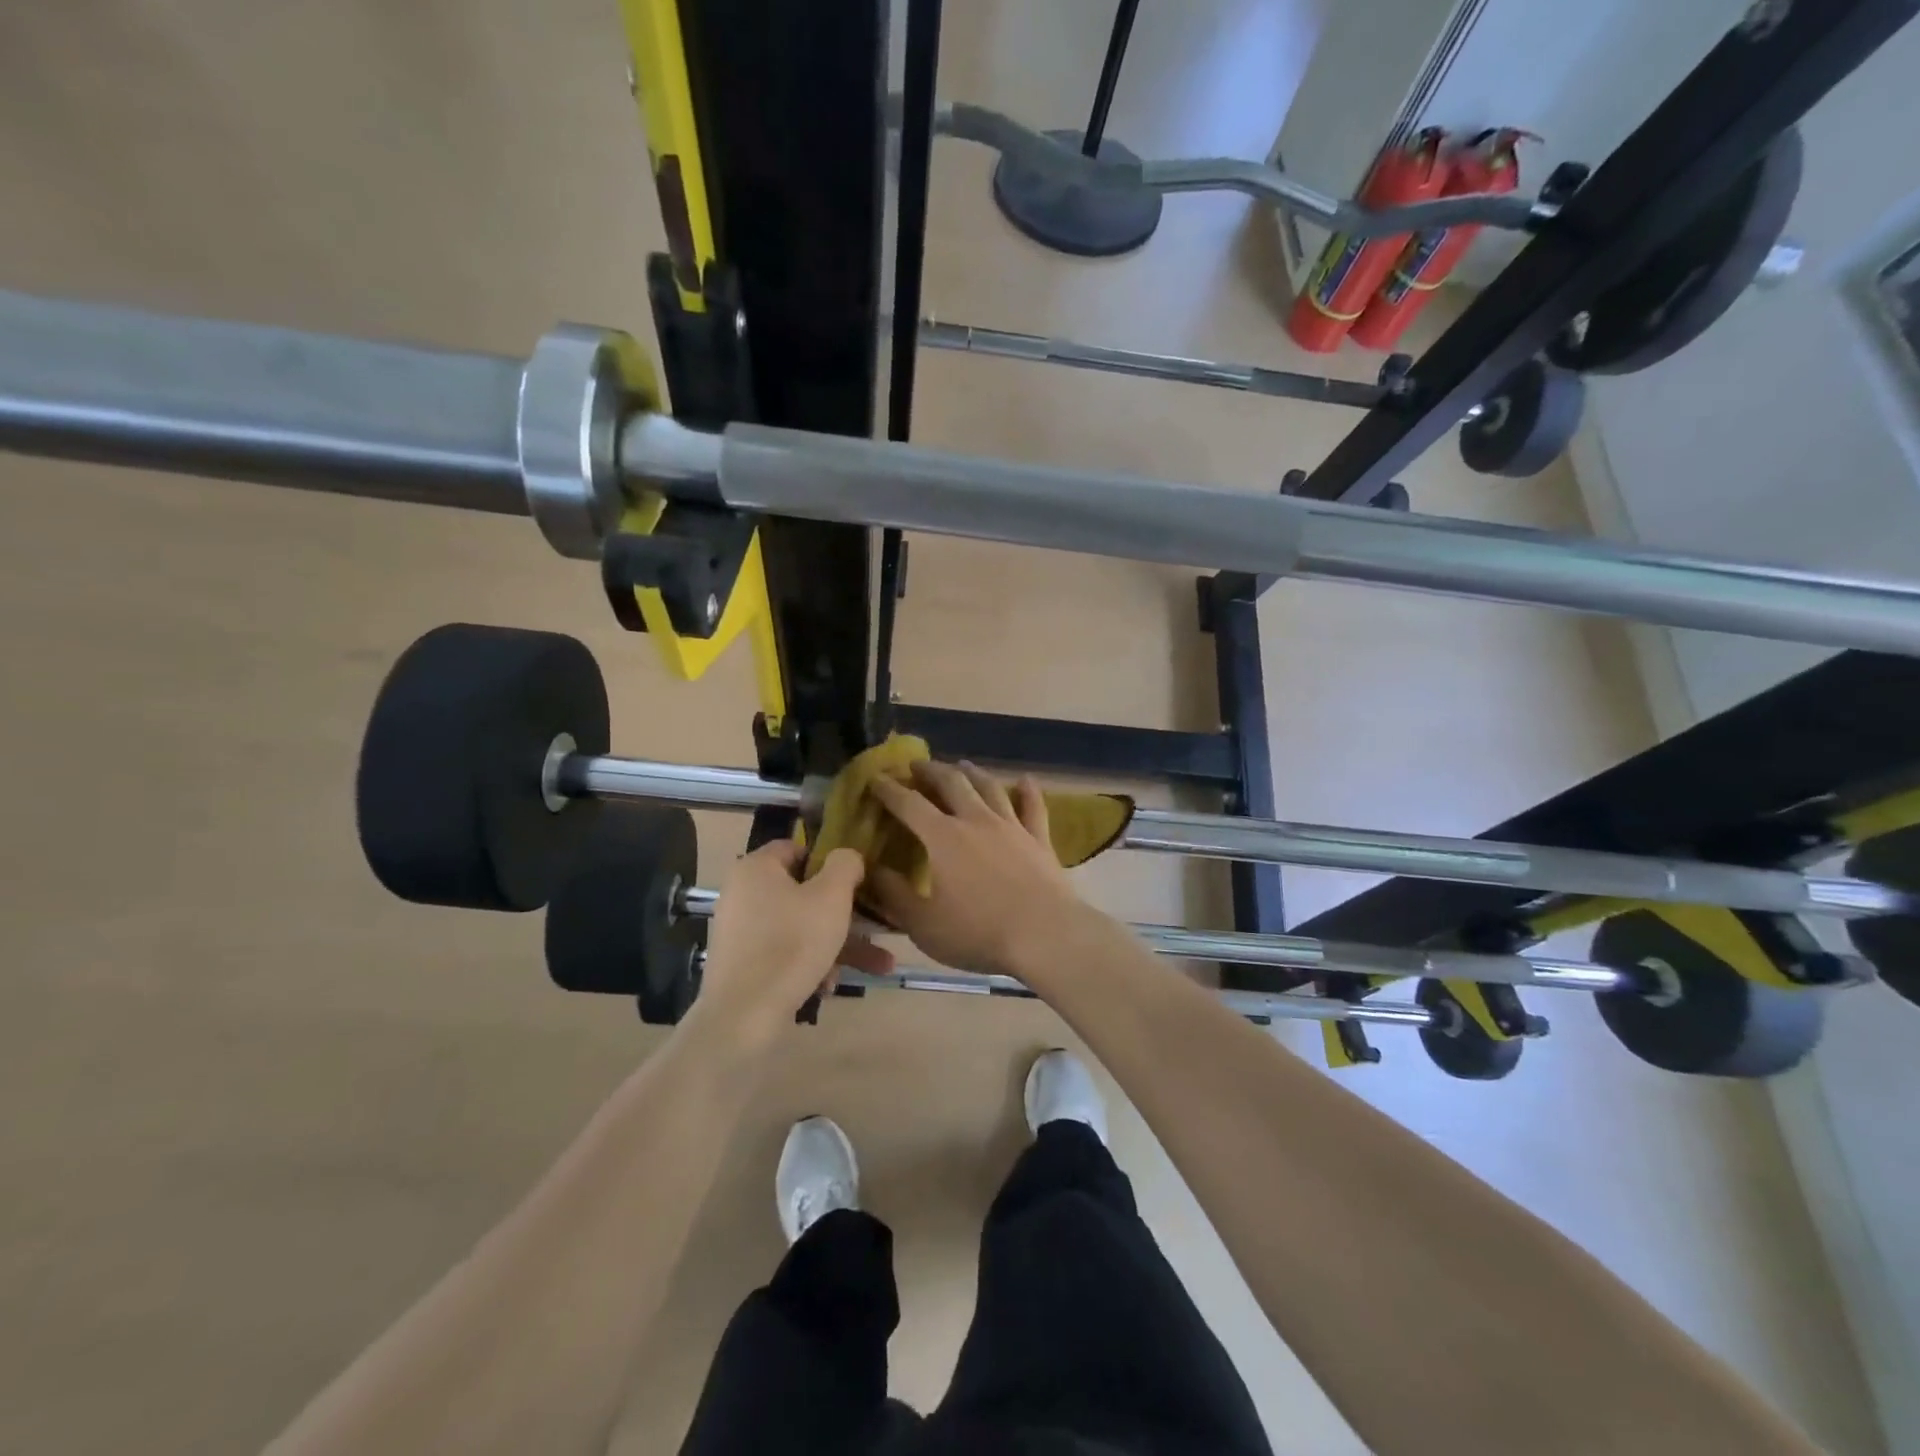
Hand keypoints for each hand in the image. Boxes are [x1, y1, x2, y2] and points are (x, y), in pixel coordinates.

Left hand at [695, 839, 891, 1047]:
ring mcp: (740, 930)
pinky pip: (784, 952)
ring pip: (800, 927)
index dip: (831, 861)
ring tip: (876, 967)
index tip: (858, 881)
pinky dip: (810, 963)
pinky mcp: (742, 963)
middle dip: (844, 913)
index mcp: (756, 868)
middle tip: (875, 927)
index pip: (798, 848)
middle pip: (803, 892)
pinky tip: (829, 986)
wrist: (743, 1016)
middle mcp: (742, 893)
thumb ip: (845, 865)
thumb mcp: (832, 896)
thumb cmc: (792, 943)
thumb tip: (847, 857)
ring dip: (837, 944)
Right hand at [867, 761, 1089, 976]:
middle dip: (931, 771)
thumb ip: (894, 894)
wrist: (1045, 935)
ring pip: (989, 788)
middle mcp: (975, 821)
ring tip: (962, 765)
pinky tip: (1024, 780)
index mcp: (942, 837)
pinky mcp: (1039, 839)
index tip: (876, 779)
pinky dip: (1027, 791)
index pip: (909, 804)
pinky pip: (1033, 807)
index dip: (890, 789)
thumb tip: (870, 869)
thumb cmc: (978, 932)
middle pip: (951, 783)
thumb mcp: (923, 924)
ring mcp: (1011, 827)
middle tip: (917, 765)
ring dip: (972, 773)